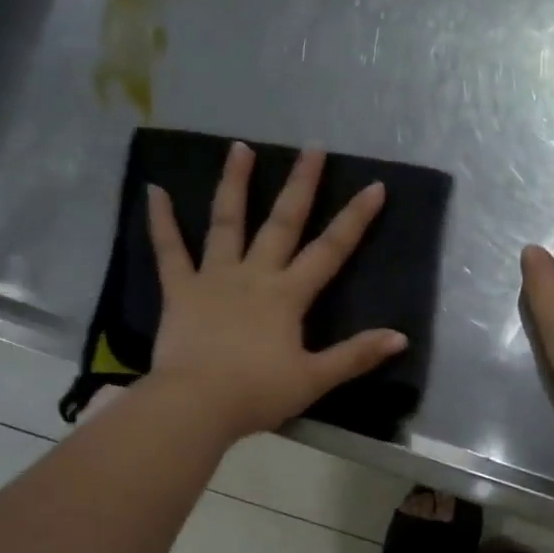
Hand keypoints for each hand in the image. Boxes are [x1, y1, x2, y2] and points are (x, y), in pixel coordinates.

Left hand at [145, 141, 407, 441]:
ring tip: (239, 148)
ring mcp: (214, 278)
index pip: (330, 250)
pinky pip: (169, 251)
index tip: (374, 186)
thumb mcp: (314, 379)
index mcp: (287, 296)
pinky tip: (154, 191)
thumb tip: (399, 337)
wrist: (196, 404)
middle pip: (282, 222)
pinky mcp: (180, 290)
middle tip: (312, 147)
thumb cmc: (256, 393)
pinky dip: (161, 221)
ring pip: (226, 222)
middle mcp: (254, 275)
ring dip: (234, 184)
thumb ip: (355, 356)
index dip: (354, 219)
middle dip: (301, 184)